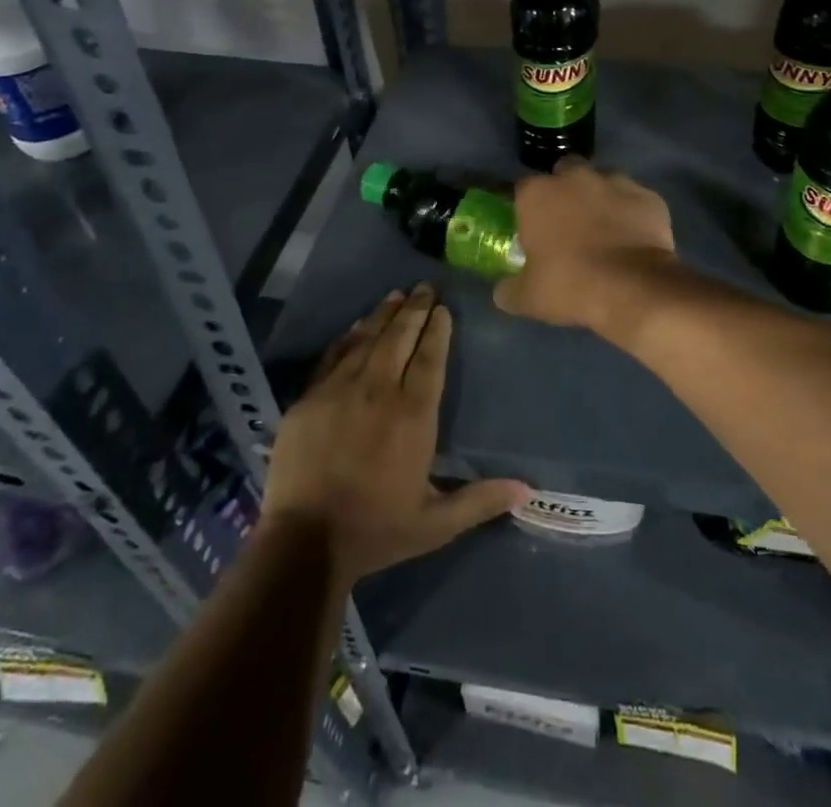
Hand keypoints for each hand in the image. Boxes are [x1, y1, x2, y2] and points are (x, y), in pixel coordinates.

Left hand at [261, 284, 529, 583]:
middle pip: (400, 337)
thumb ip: (480, 500)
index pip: (429, 358)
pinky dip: (350, 336)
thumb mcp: (436, 524)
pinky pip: (334, 355)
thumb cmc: (376, 530)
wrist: (304, 543)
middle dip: (415, 308)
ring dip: (384, 314)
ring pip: (367, 339)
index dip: (437, 330)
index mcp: (413, 415)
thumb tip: (526, 488)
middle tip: (425, 286)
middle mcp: (379, 391)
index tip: (443, 308)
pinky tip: (358, 325)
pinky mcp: (309, 398)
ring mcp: (339, 390)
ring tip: (396, 294)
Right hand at [493, 158, 681, 340]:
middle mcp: (576, 176)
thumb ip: (509, 289)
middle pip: (565, 172)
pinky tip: (634, 237)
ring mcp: (616, 181)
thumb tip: (503, 290)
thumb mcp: (527, 298)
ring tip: (605, 230)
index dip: (527, 206)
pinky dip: (632, 213)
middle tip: (569, 222)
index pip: (523, 188)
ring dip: (601, 198)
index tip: (532, 227)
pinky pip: (635, 200)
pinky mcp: (648, 195)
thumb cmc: (571, 286)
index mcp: (539, 193)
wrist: (634, 289)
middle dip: (565, 190)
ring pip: (603, 181)